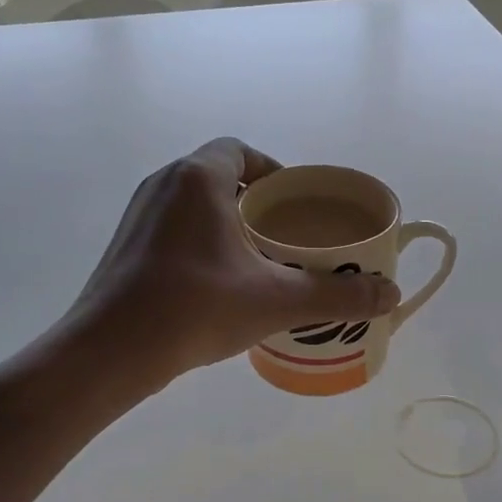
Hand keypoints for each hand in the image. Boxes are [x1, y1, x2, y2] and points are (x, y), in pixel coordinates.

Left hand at [72, 138, 400, 387]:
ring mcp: (138, 216)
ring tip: (257, 264)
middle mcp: (163, 184)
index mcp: (198, 178)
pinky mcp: (125, 247)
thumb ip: (337, 295)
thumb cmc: (196, 309)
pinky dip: (199, 245)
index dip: (273, 171)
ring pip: (193, 206)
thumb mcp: (276, 301)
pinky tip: (217, 286)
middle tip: (285, 238)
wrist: (111, 351)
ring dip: (226, 225)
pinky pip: (172, 231)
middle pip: (219, 177)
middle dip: (254, 203)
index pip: (241, 151)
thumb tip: (390, 295)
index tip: (294, 204)